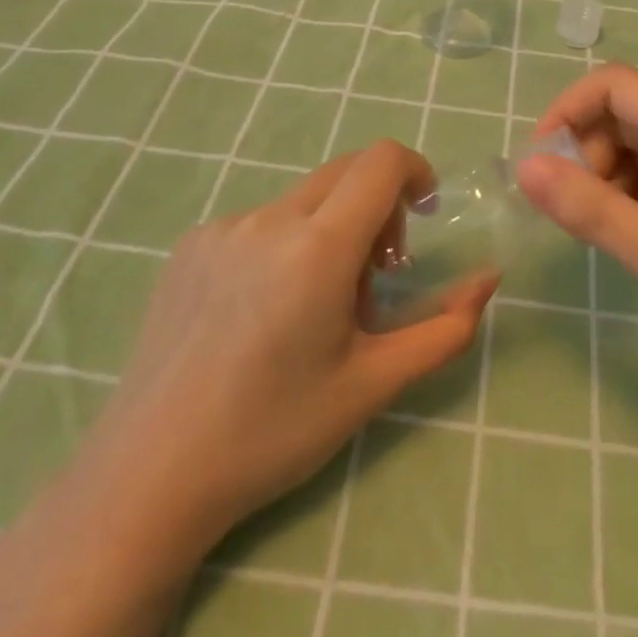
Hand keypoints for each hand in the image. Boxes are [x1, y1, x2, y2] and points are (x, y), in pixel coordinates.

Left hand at [78, 141, 498, 568]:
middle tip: (375, 277)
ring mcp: (222, 228)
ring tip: (313, 307)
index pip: (382, 162)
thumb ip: (444, 327)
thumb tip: (488, 279)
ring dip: (329, 230)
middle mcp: (269, 219)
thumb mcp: (373, 384)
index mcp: (318, 247)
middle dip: (378, 208)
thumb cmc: (273, 432)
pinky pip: (258, 222)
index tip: (425, 215)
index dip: (416, 172)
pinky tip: (260, 313)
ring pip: (302, 200)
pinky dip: (284, 244)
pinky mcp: (189, 245)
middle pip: (345, 173)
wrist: (148, 475)